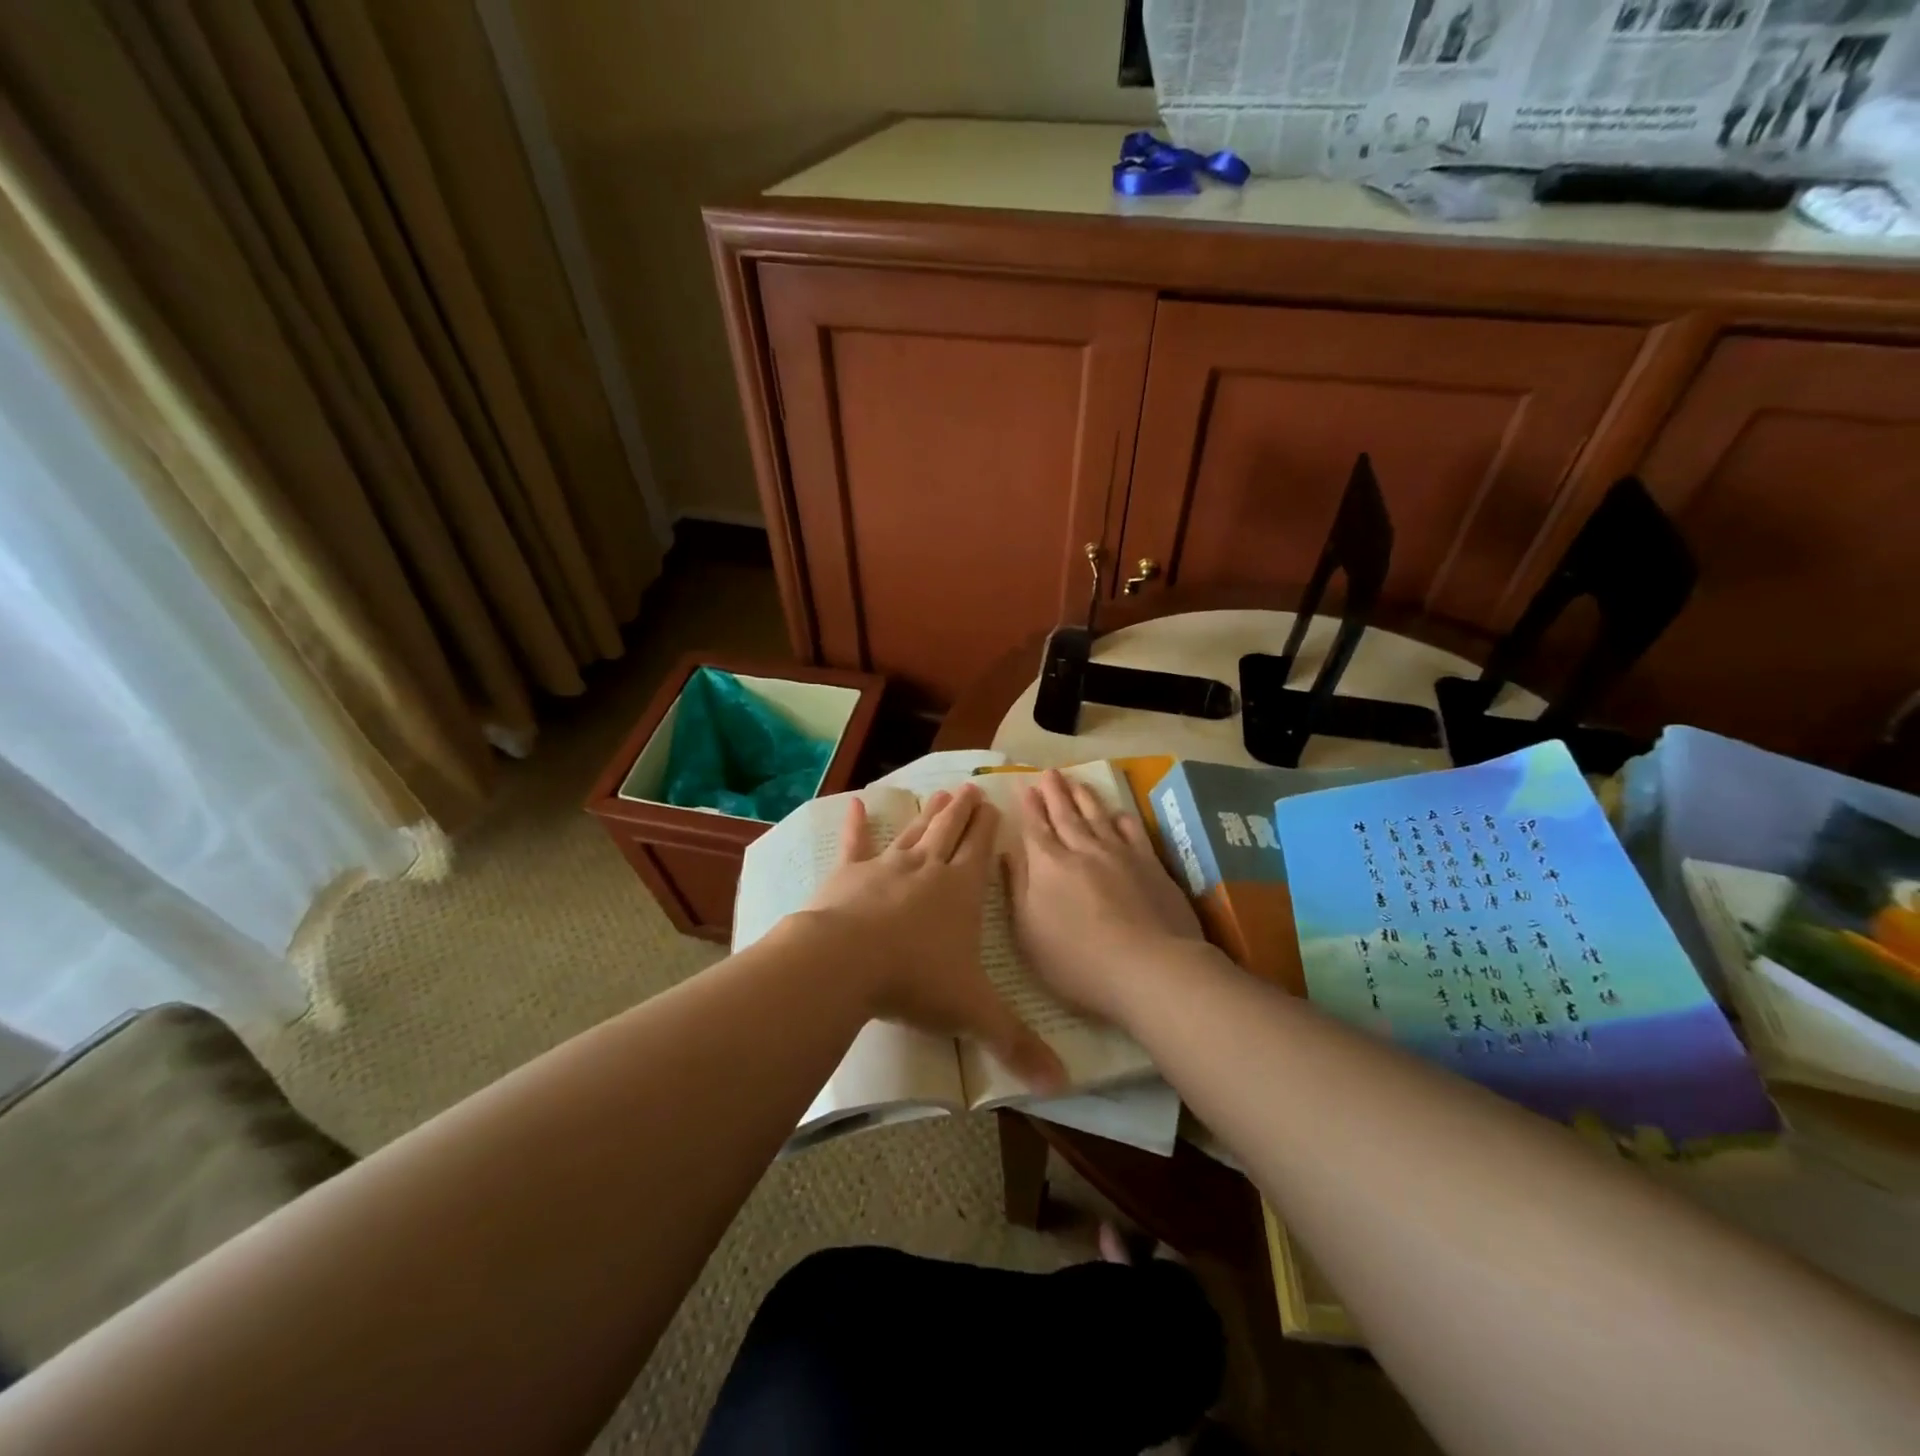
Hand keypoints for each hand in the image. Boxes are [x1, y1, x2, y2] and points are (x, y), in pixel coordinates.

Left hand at [806, 784, 1065, 1092]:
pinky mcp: (848, 874)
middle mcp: (927, 869)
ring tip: (939, 794)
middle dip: (962, 811)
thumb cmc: (916, 980)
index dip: (988, 829)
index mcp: (961, 892)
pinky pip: (854, 844)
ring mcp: (886, 867)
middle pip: (949, 831)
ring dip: (927, 814)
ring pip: (913, 832)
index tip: (994, 805)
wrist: (846, 963)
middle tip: (970, 789)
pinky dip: (855, 825)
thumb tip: (1062, 1085)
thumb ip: (1015, 1044)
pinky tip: (853, 805)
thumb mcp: (972, 1013)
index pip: (980, 852)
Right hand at [1005, 770, 1205, 1023]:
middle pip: (1066, 815)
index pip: (1035, 828)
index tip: (1026, 786)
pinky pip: (1133, 831)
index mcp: (1048, 866)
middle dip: (1055, 793)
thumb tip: (1007, 853)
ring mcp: (1119, 854)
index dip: (1030, 806)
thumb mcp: (1028, 933)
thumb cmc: (1077, 961)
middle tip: (1049, 772)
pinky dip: (1123, 819)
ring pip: (1098, 816)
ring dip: (1085, 797)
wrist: (1148, 967)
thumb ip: (1016, 889)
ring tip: (1076, 781)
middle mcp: (1082, 850)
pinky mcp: (1150, 865)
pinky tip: (1119, 813)